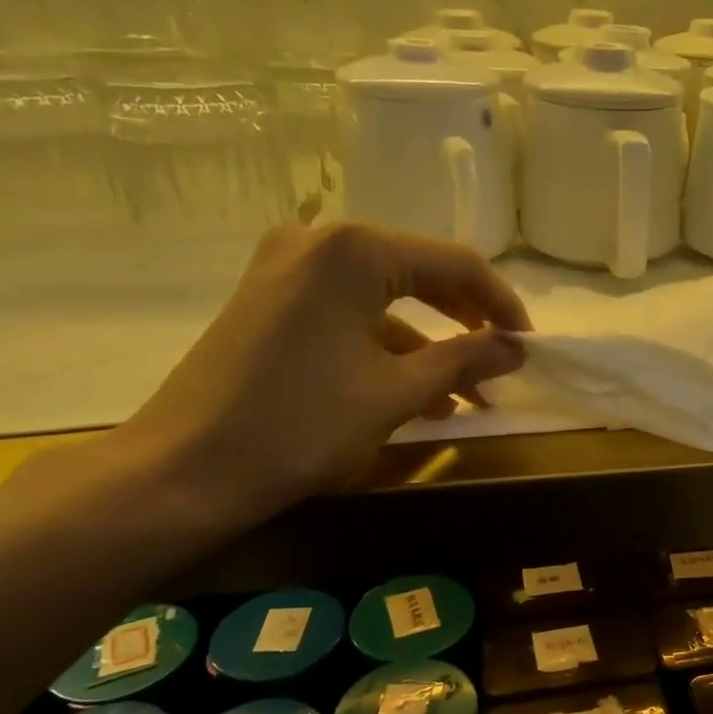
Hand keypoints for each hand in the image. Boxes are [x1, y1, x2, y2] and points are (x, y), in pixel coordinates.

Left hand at [117, 222, 530, 527]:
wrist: (183, 471)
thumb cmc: (302, 425)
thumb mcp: (396, 393)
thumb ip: (465, 360)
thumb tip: (518, 348)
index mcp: (356, 250)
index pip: (455, 263)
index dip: (501, 304)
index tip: (529, 345)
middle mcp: (320, 242)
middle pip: (419, 273)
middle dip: (467, 324)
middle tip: (502, 364)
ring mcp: (287, 269)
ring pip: (384, 299)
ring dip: (429, 345)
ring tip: (466, 396)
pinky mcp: (270, 301)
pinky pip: (348, 314)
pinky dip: (386, 348)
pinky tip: (415, 396)